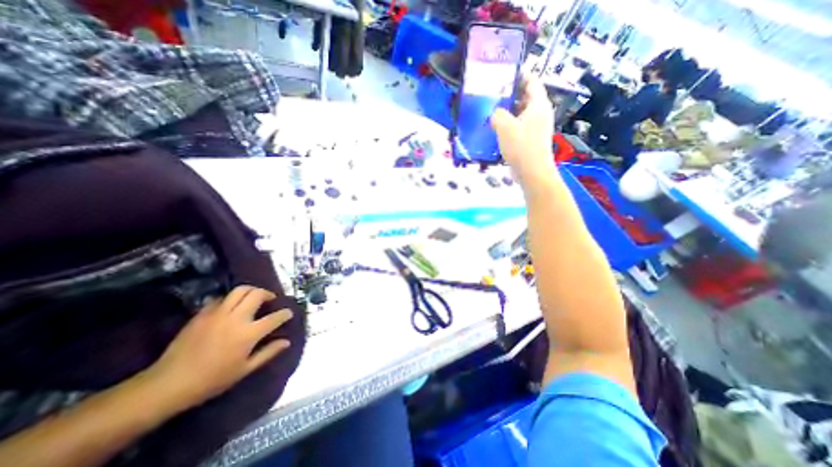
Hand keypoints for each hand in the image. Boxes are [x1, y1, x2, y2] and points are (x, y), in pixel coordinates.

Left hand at [144, 287, 291, 409]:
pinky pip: (221, 298)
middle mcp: (236, 318)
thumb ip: (268, 352)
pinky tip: (231, 307)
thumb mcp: (245, 370)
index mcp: (249, 333)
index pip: (275, 317)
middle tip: (270, 300)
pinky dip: (231, 299)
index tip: (288, 313)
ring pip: (240, 290)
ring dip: (251, 291)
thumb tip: (287, 342)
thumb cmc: (212, 380)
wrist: (168, 384)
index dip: (285, 314)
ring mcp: (218, 313)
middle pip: (257, 294)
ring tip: (253, 297)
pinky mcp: (202, 314)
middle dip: (268, 294)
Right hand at [489, 75, 553, 187]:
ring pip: (521, 113)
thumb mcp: (505, 127)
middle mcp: (540, 113)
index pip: (532, 81)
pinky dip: (509, 125)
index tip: (505, 72)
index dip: (520, 75)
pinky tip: (496, 129)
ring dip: (508, 111)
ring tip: (491, 111)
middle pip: (526, 97)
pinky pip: (519, 126)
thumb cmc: (521, 146)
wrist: (532, 172)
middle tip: (493, 93)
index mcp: (538, 105)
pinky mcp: (530, 139)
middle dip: (510, 94)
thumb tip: (495, 114)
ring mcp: (536, 127)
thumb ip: (497, 115)